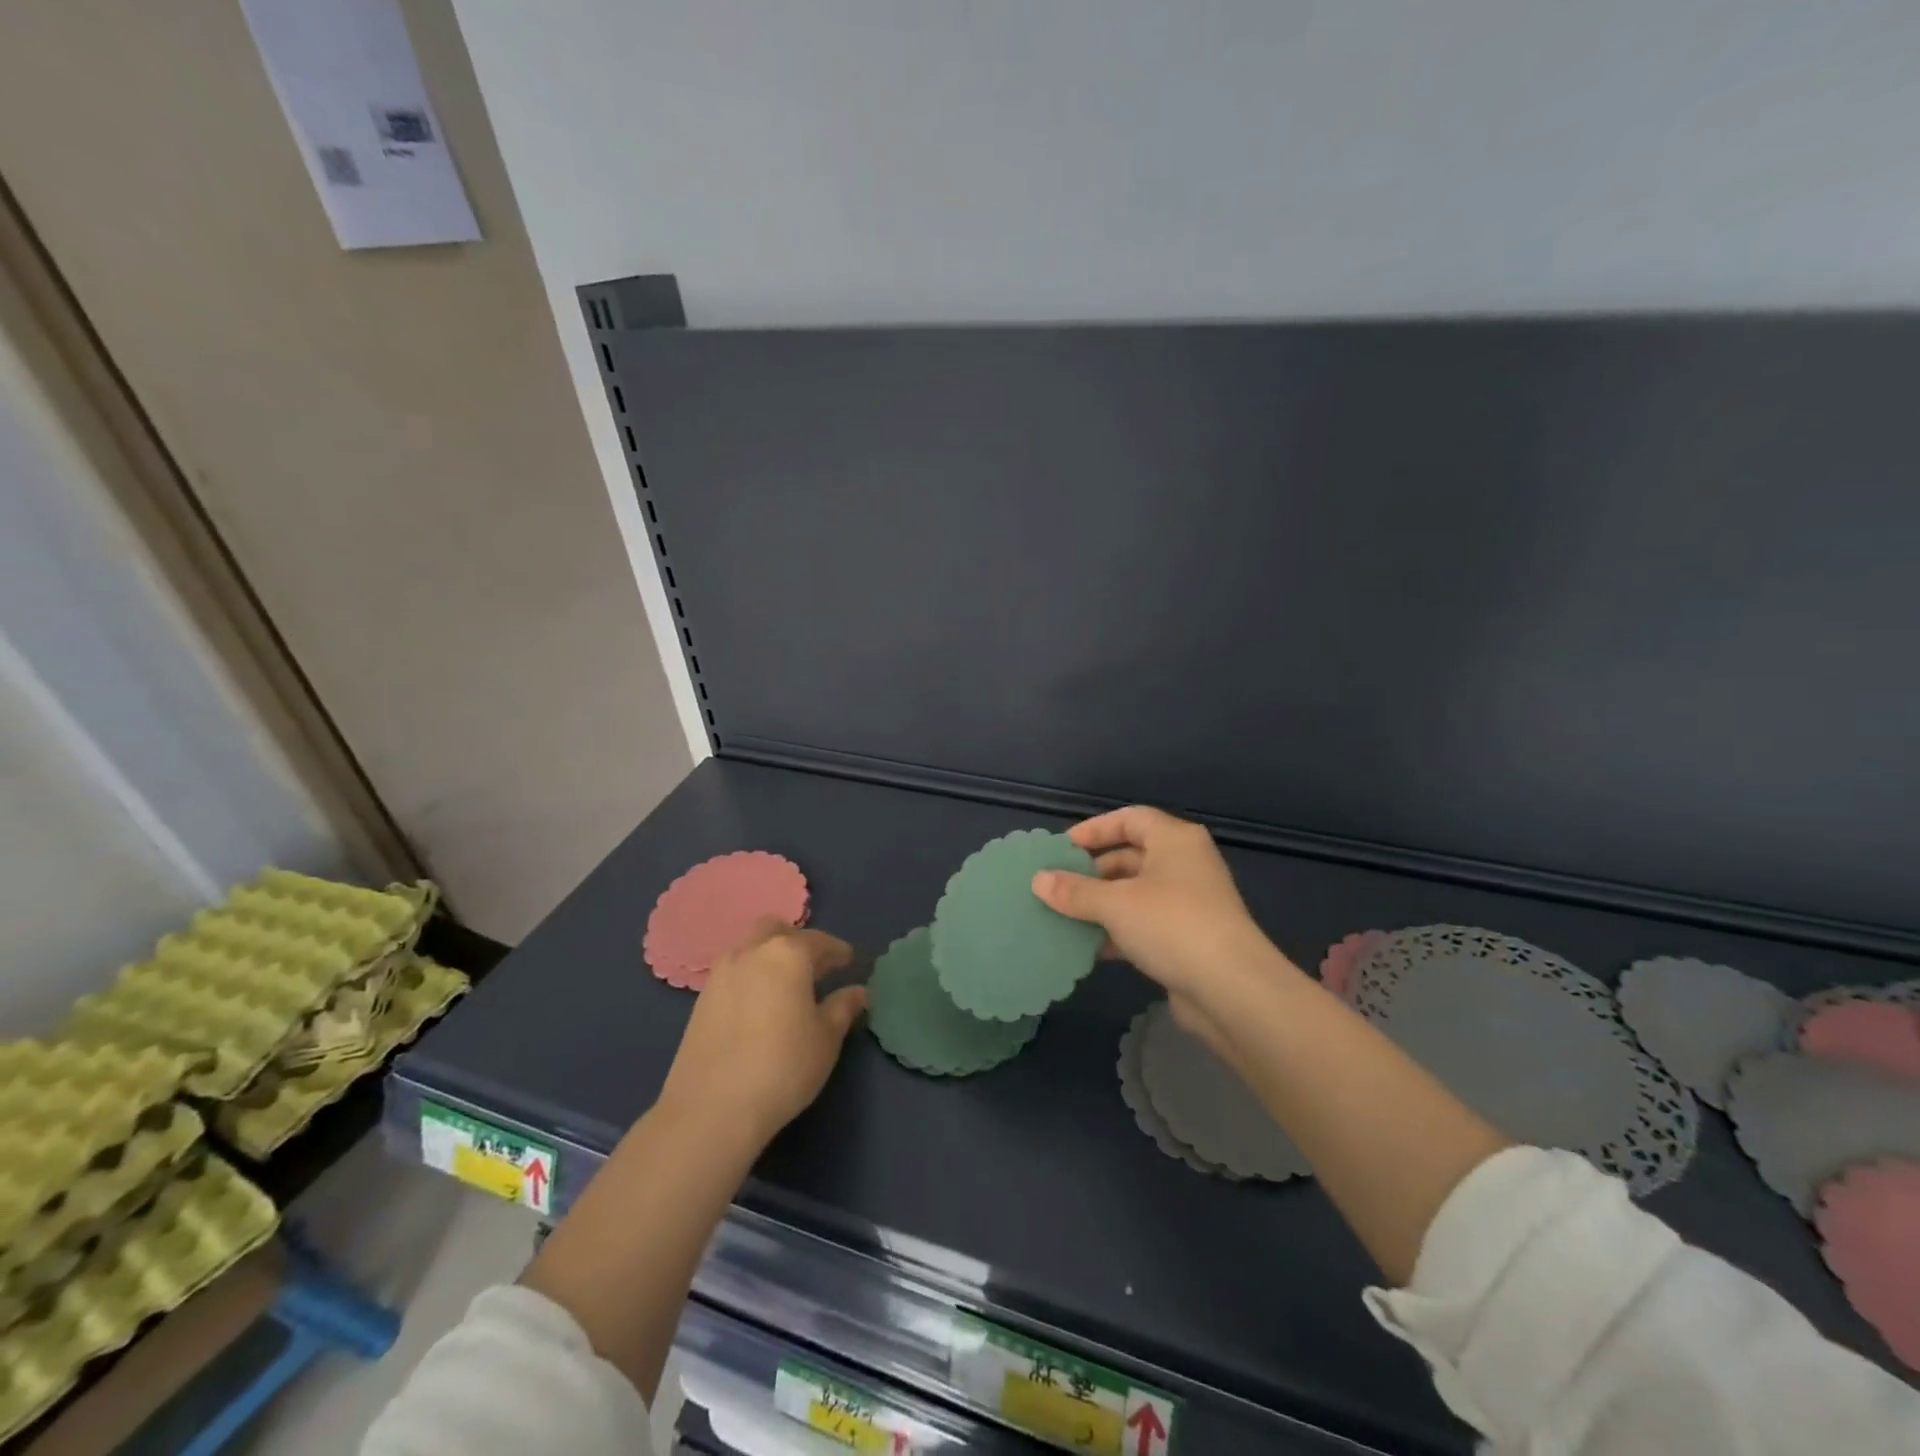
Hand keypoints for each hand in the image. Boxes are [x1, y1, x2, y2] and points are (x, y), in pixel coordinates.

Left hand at [657, 919, 866, 1144]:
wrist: (711, 1109)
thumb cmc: (783, 1067)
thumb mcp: (826, 1039)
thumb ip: (843, 1007)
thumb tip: (858, 991)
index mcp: (788, 954)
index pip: (819, 941)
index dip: (837, 951)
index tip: (849, 962)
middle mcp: (752, 952)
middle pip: (776, 930)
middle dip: (797, 941)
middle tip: (814, 967)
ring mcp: (721, 973)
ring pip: (750, 948)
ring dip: (770, 956)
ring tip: (786, 985)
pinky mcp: (701, 999)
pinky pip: (733, 972)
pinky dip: (750, 976)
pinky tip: (759, 1005)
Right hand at [1031, 806, 1299, 1063]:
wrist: (1233, 990)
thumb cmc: (1172, 926)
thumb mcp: (1115, 904)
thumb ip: (1075, 891)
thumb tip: (1038, 880)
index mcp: (1175, 840)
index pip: (1130, 819)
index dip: (1095, 829)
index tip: (1062, 848)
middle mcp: (1185, 864)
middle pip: (1131, 856)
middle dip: (1092, 872)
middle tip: (1056, 886)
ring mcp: (1189, 903)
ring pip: (1135, 893)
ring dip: (1100, 905)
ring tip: (1062, 916)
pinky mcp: (1187, 939)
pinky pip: (1143, 924)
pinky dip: (1117, 931)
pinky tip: (1087, 947)